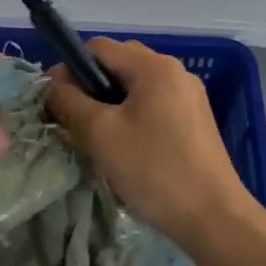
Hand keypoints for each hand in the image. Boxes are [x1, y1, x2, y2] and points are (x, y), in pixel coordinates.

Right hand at [45, 37, 252, 245]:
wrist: (214, 218)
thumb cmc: (153, 170)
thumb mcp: (100, 134)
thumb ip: (68, 101)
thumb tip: (52, 83)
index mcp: (154, 66)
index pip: (98, 47)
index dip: (68, 67)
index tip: (52, 100)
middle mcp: (175, 72)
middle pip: (118, 64)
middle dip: (89, 86)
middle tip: (72, 119)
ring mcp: (189, 97)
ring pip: (135, 87)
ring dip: (108, 104)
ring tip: (95, 137)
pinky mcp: (195, 121)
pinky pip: (153, 105)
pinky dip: (130, 117)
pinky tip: (123, 148)